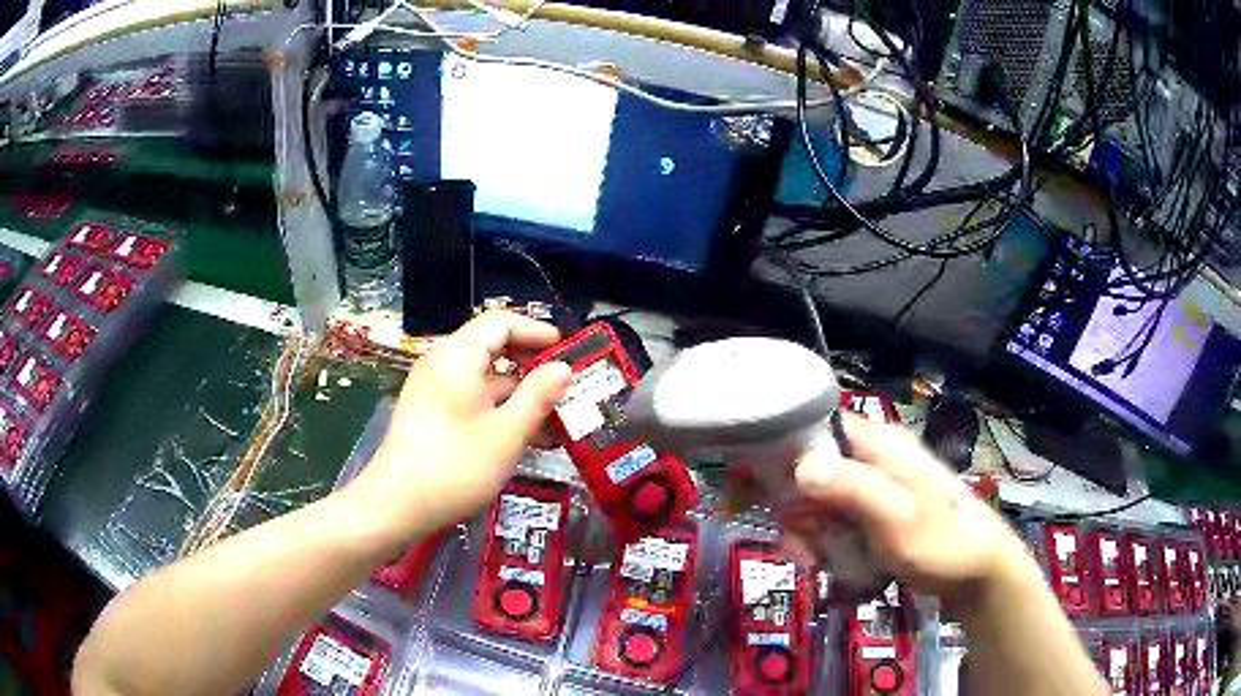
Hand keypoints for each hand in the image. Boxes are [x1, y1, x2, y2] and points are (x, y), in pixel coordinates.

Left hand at [352, 312, 572, 543]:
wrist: (396, 505)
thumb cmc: (455, 465)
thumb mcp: (507, 433)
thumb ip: (538, 396)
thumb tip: (562, 367)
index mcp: (458, 356)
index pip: (500, 322)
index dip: (536, 331)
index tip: (566, 350)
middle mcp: (441, 364)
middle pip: (490, 347)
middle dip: (529, 363)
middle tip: (564, 383)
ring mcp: (431, 390)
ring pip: (481, 377)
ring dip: (516, 391)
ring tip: (552, 416)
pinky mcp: (428, 414)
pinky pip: (468, 398)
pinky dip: (496, 408)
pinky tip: (520, 436)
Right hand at [789, 413, 1032, 608]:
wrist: (977, 570)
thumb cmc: (939, 542)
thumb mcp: (896, 516)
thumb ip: (851, 486)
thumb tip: (800, 464)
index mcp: (879, 443)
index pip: (818, 427)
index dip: (787, 454)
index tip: (772, 497)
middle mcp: (874, 456)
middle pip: (814, 469)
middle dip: (798, 510)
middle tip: (801, 550)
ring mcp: (877, 483)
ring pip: (823, 498)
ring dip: (810, 532)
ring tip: (815, 564)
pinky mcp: (879, 509)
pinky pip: (839, 518)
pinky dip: (828, 540)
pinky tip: (831, 563)